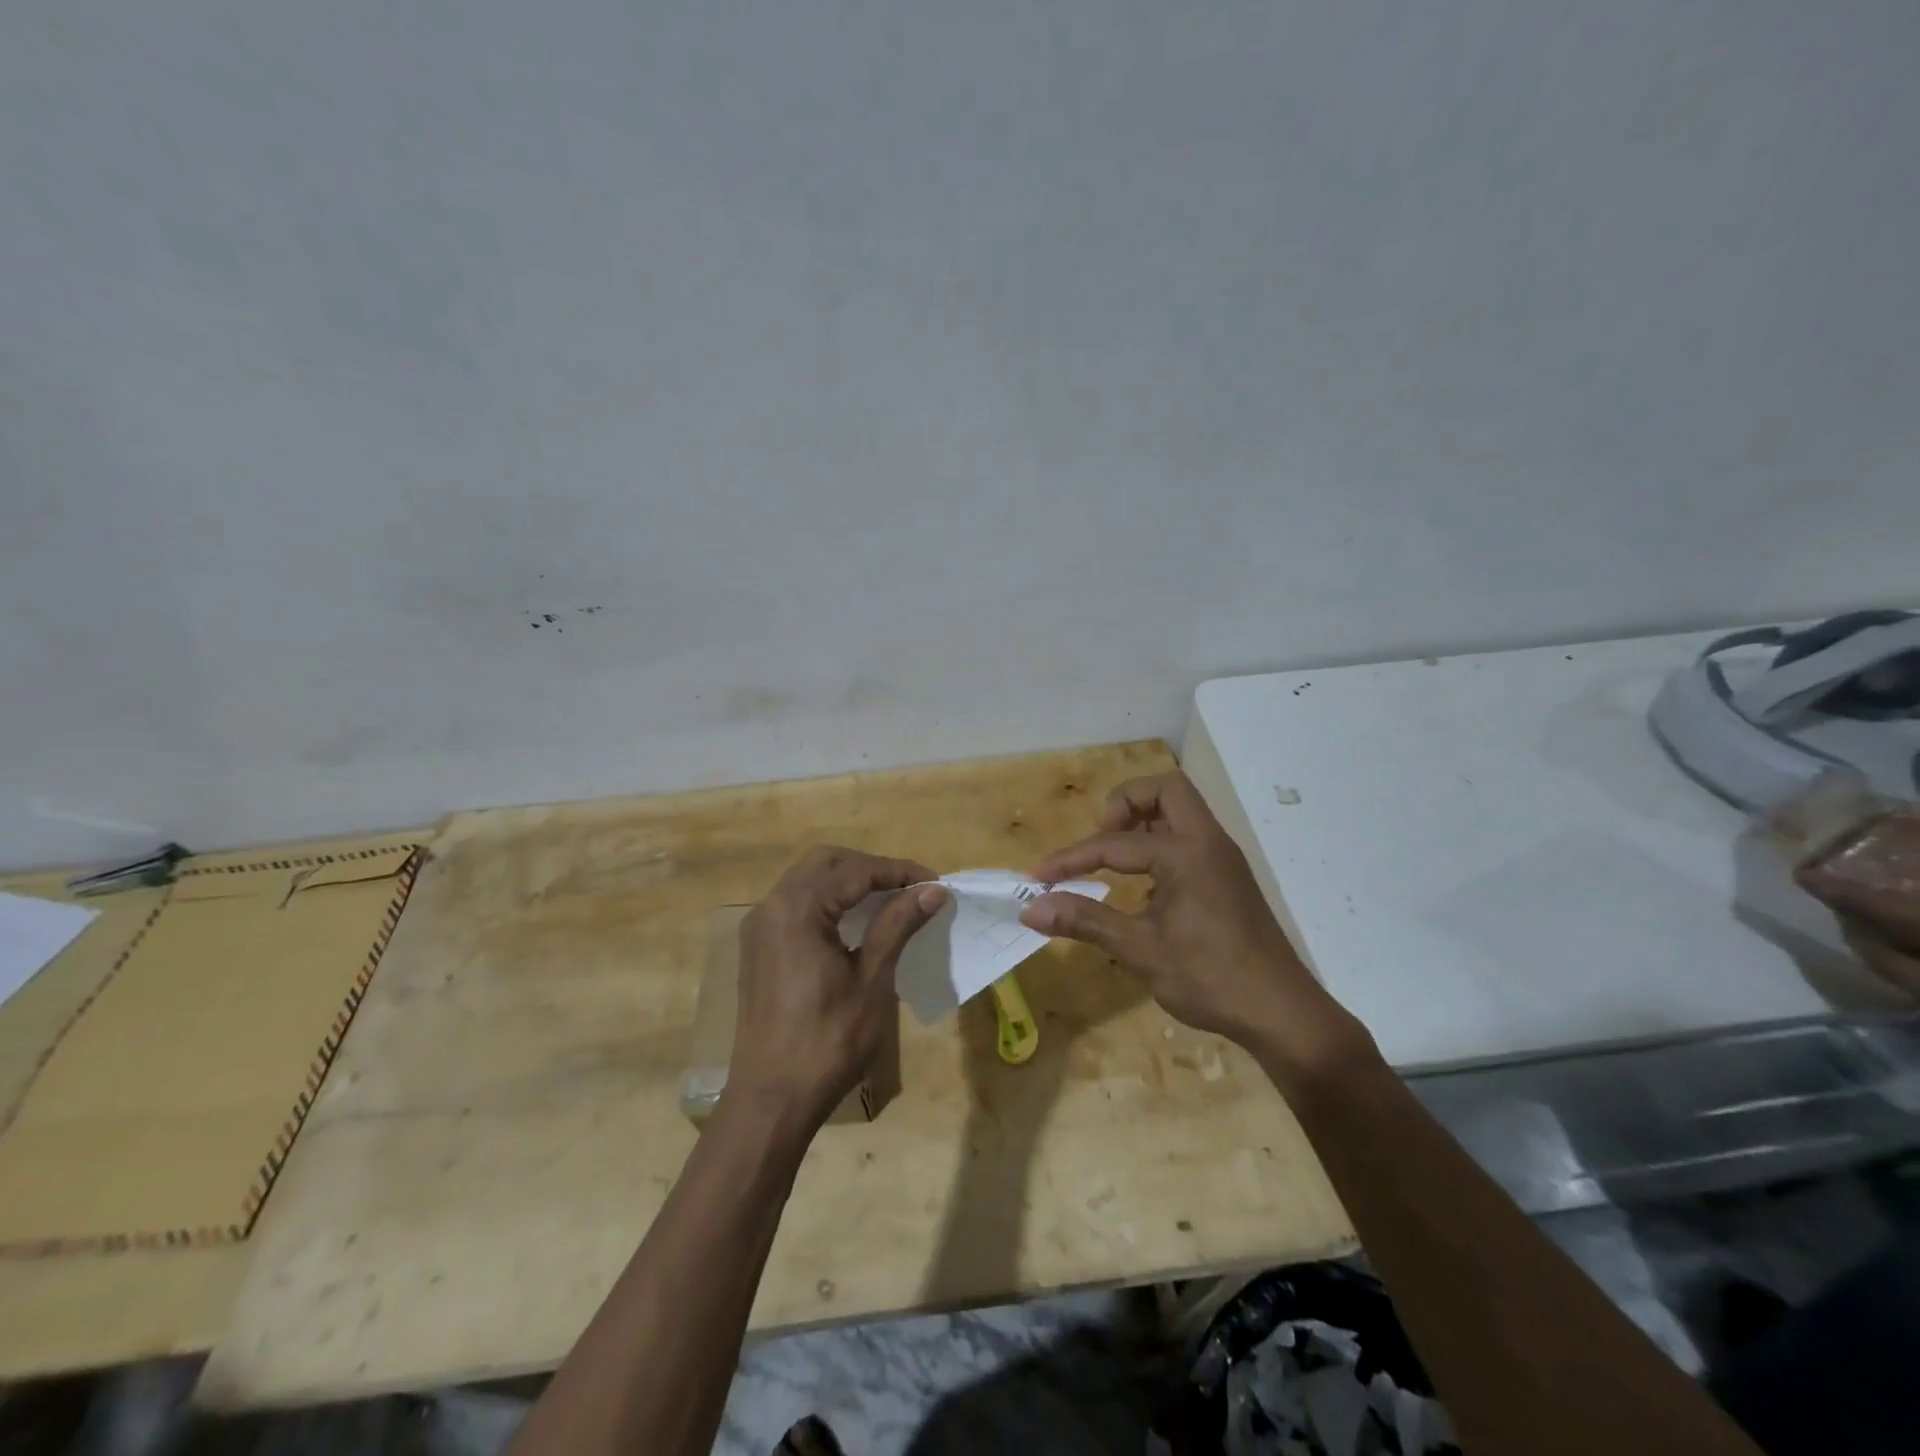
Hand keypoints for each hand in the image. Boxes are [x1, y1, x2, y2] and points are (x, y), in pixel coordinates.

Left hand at [727, 846, 947, 1130]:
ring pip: (808, 879)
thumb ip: (897, 925)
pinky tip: (854, 922)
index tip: (935, 883)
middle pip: (826, 862)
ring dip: (848, 881)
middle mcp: (771, 906)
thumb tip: (932, 889)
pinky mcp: (758, 947)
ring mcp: (759, 926)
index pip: (855, 870)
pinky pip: (795, 903)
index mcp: (797, 909)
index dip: (899, 871)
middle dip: (871, 868)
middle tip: (910, 888)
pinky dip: (827, 899)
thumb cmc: (827, 1042)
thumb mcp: (871, 981)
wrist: (770, 1101)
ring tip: (889, 900)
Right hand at [1021, 772, 1375, 1079]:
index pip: (1115, 842)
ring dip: (1144, 822)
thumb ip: (1085, 921)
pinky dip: (1161, 844)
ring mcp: (1222, 859)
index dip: (1072, 858)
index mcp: (1186, 852)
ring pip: (1181, 811)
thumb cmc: (1209, 978)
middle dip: (1124, 805)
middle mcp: (1208, 842)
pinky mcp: (1228, 878)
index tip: (1039, 878)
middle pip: (1164, 790)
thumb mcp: (1140, 950)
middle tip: (1102, 841)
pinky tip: (1144, 887)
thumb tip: (1030, 910)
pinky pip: (1189, 838)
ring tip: (1115, 860)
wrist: (1281, 1013)